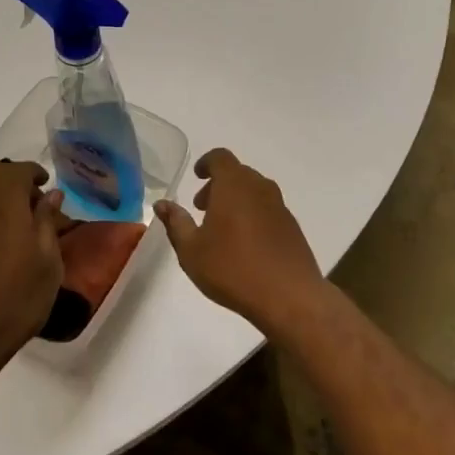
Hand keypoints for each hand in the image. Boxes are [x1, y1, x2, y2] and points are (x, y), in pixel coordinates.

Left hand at [0, 161, 65, 389]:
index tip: (49, 187)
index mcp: (5, 199)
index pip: (20, 170)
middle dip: (16, 180)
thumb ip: (48, 220)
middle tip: (36, 204)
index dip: (36, 174)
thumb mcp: (48, 260)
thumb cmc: (18, 296)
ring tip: (18, 218)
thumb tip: (51, 194)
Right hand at [155, 149, 327, 334]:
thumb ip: (176, 223)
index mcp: (234, 185)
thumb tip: (162, 204)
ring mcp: (280, 207)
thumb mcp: (191, 250)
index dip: (206, 163)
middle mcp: (259, 188)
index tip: (197, 176)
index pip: (220, 158)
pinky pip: (268, 210)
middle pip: (238, 174)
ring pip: (254, 192)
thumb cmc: (232, 269)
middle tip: (202, 208)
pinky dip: (253, 215)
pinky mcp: (292, 227)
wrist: (289, 297)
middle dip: (218, 185)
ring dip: (236, 200)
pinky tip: (246, 245)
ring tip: (221, 229)